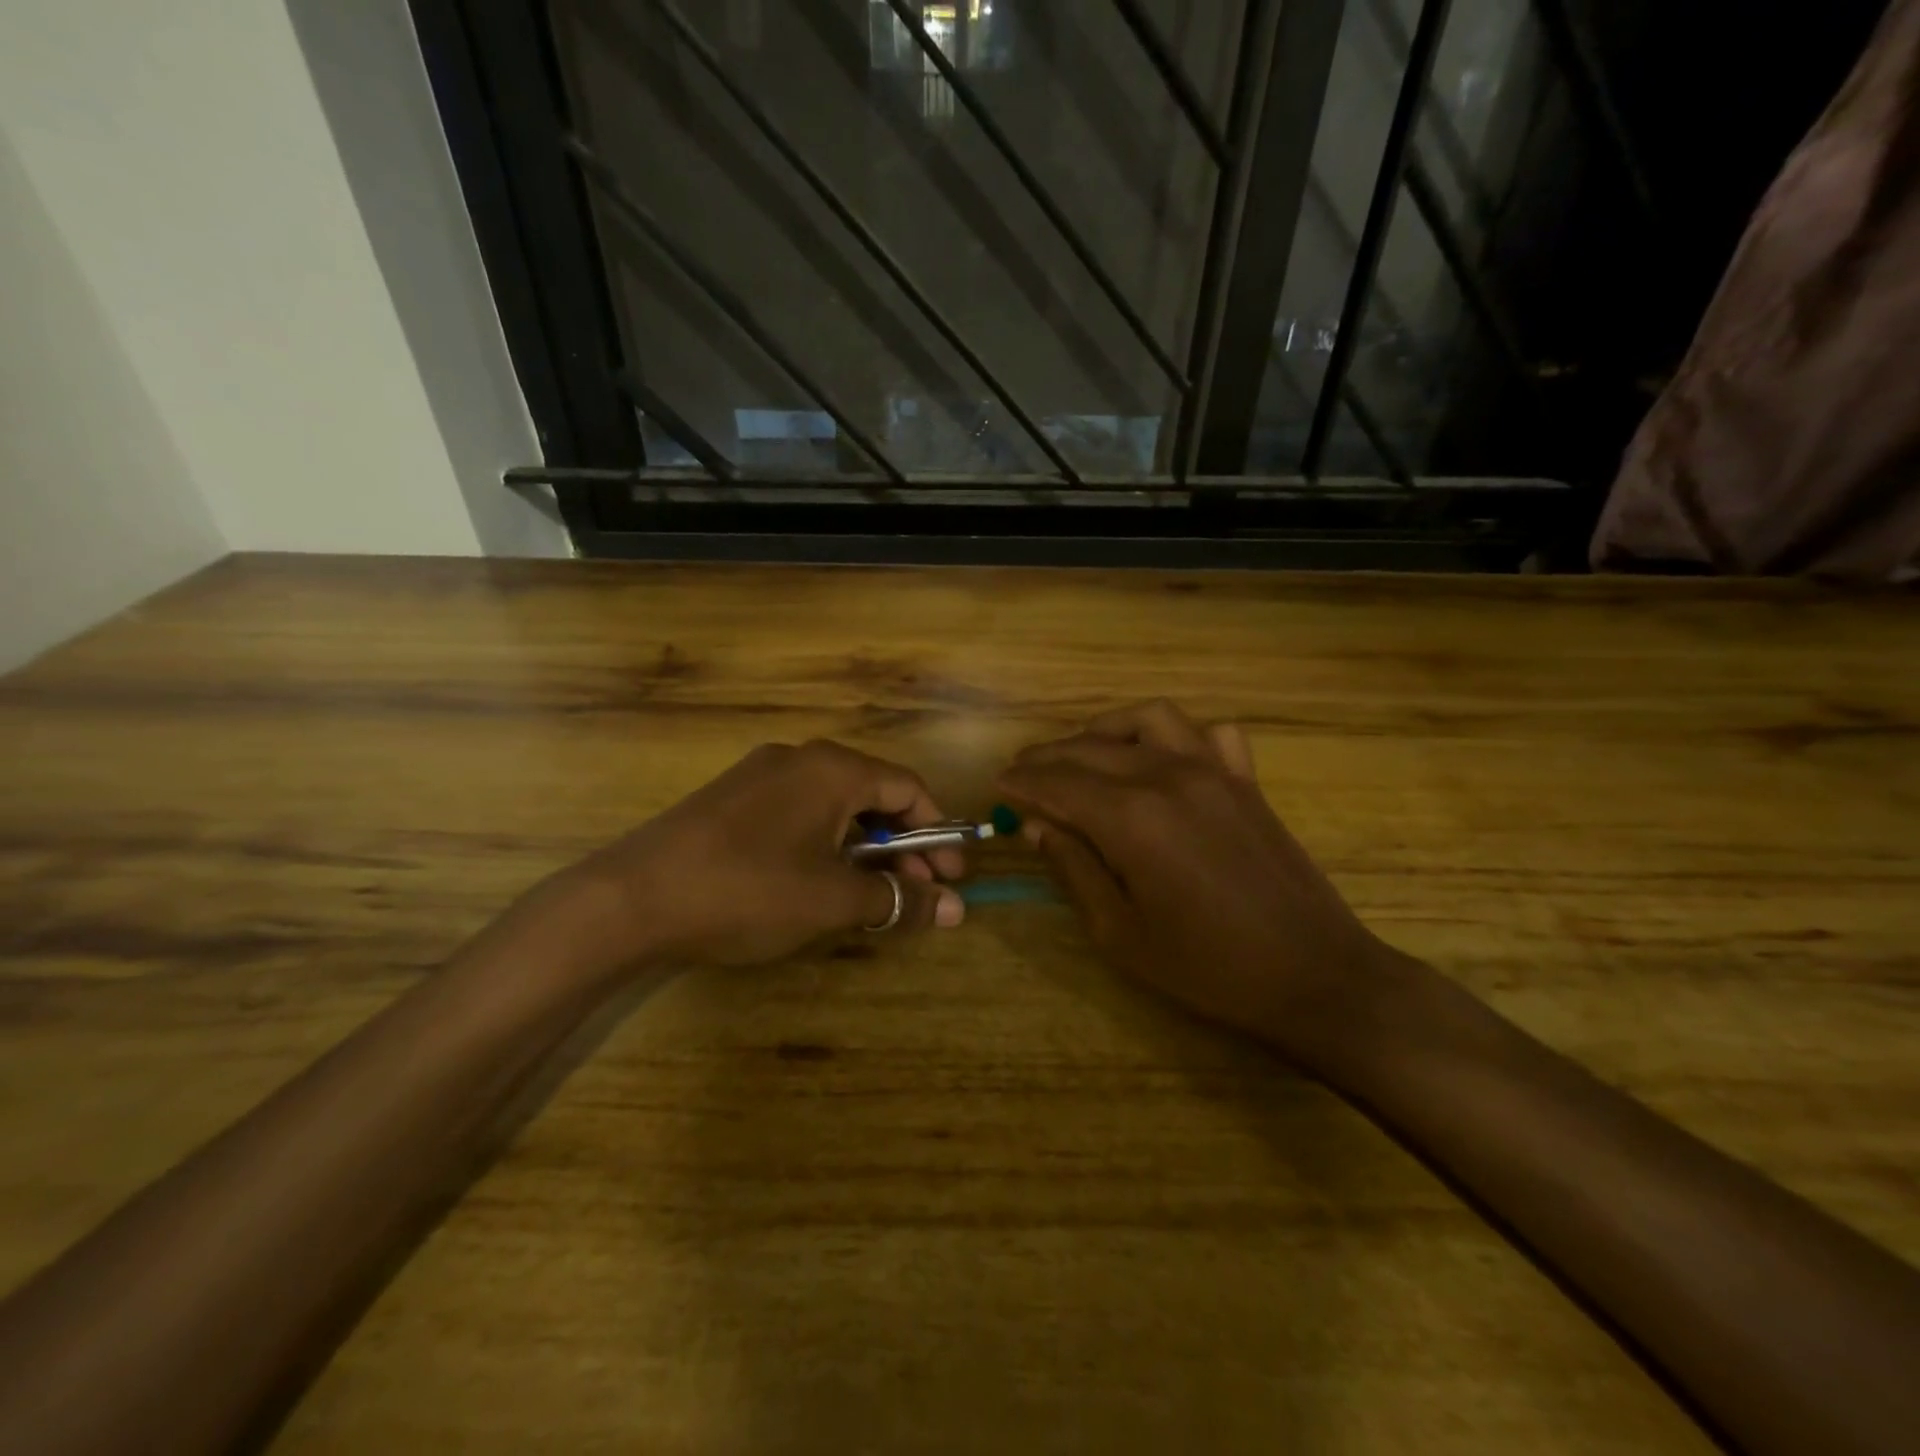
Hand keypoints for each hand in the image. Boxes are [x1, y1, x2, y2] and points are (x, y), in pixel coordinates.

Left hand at [555, 740, 965, 973]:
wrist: (629, 898)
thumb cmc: (747, 890)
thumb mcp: (832, 900)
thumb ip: (899, 899)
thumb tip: (960, 909)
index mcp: (833, 768)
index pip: (910, 789)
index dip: (938, 834)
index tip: (952, 878)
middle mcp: (801, 758)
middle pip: (874, 795)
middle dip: (904, 846)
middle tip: (918, 894)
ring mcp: (762, 775)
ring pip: (836, 806)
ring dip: (865, 848)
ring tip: (872, 894)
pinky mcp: (733, 798)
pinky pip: (800, 812)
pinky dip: (827, 844)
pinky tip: (821, 882)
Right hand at [996, 701, 1404, 1060]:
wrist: (1314, 977)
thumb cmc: (1207, 968)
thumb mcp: (1120, 933)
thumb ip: (1074, 868)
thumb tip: (1037, 826)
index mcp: (1132, 817)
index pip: (1058, 783)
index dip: (1022, 782)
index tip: (997, 783)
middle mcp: (1169, 776)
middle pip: (1092, 749)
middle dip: (1048, 756)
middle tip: (1022, 770)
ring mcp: (1215, 771)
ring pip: (1149, 720)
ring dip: (1106, 729)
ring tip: (1082, 752)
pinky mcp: (1246, 781)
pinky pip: (1209, 733)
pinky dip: (1177, 735)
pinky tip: (1163, 758)